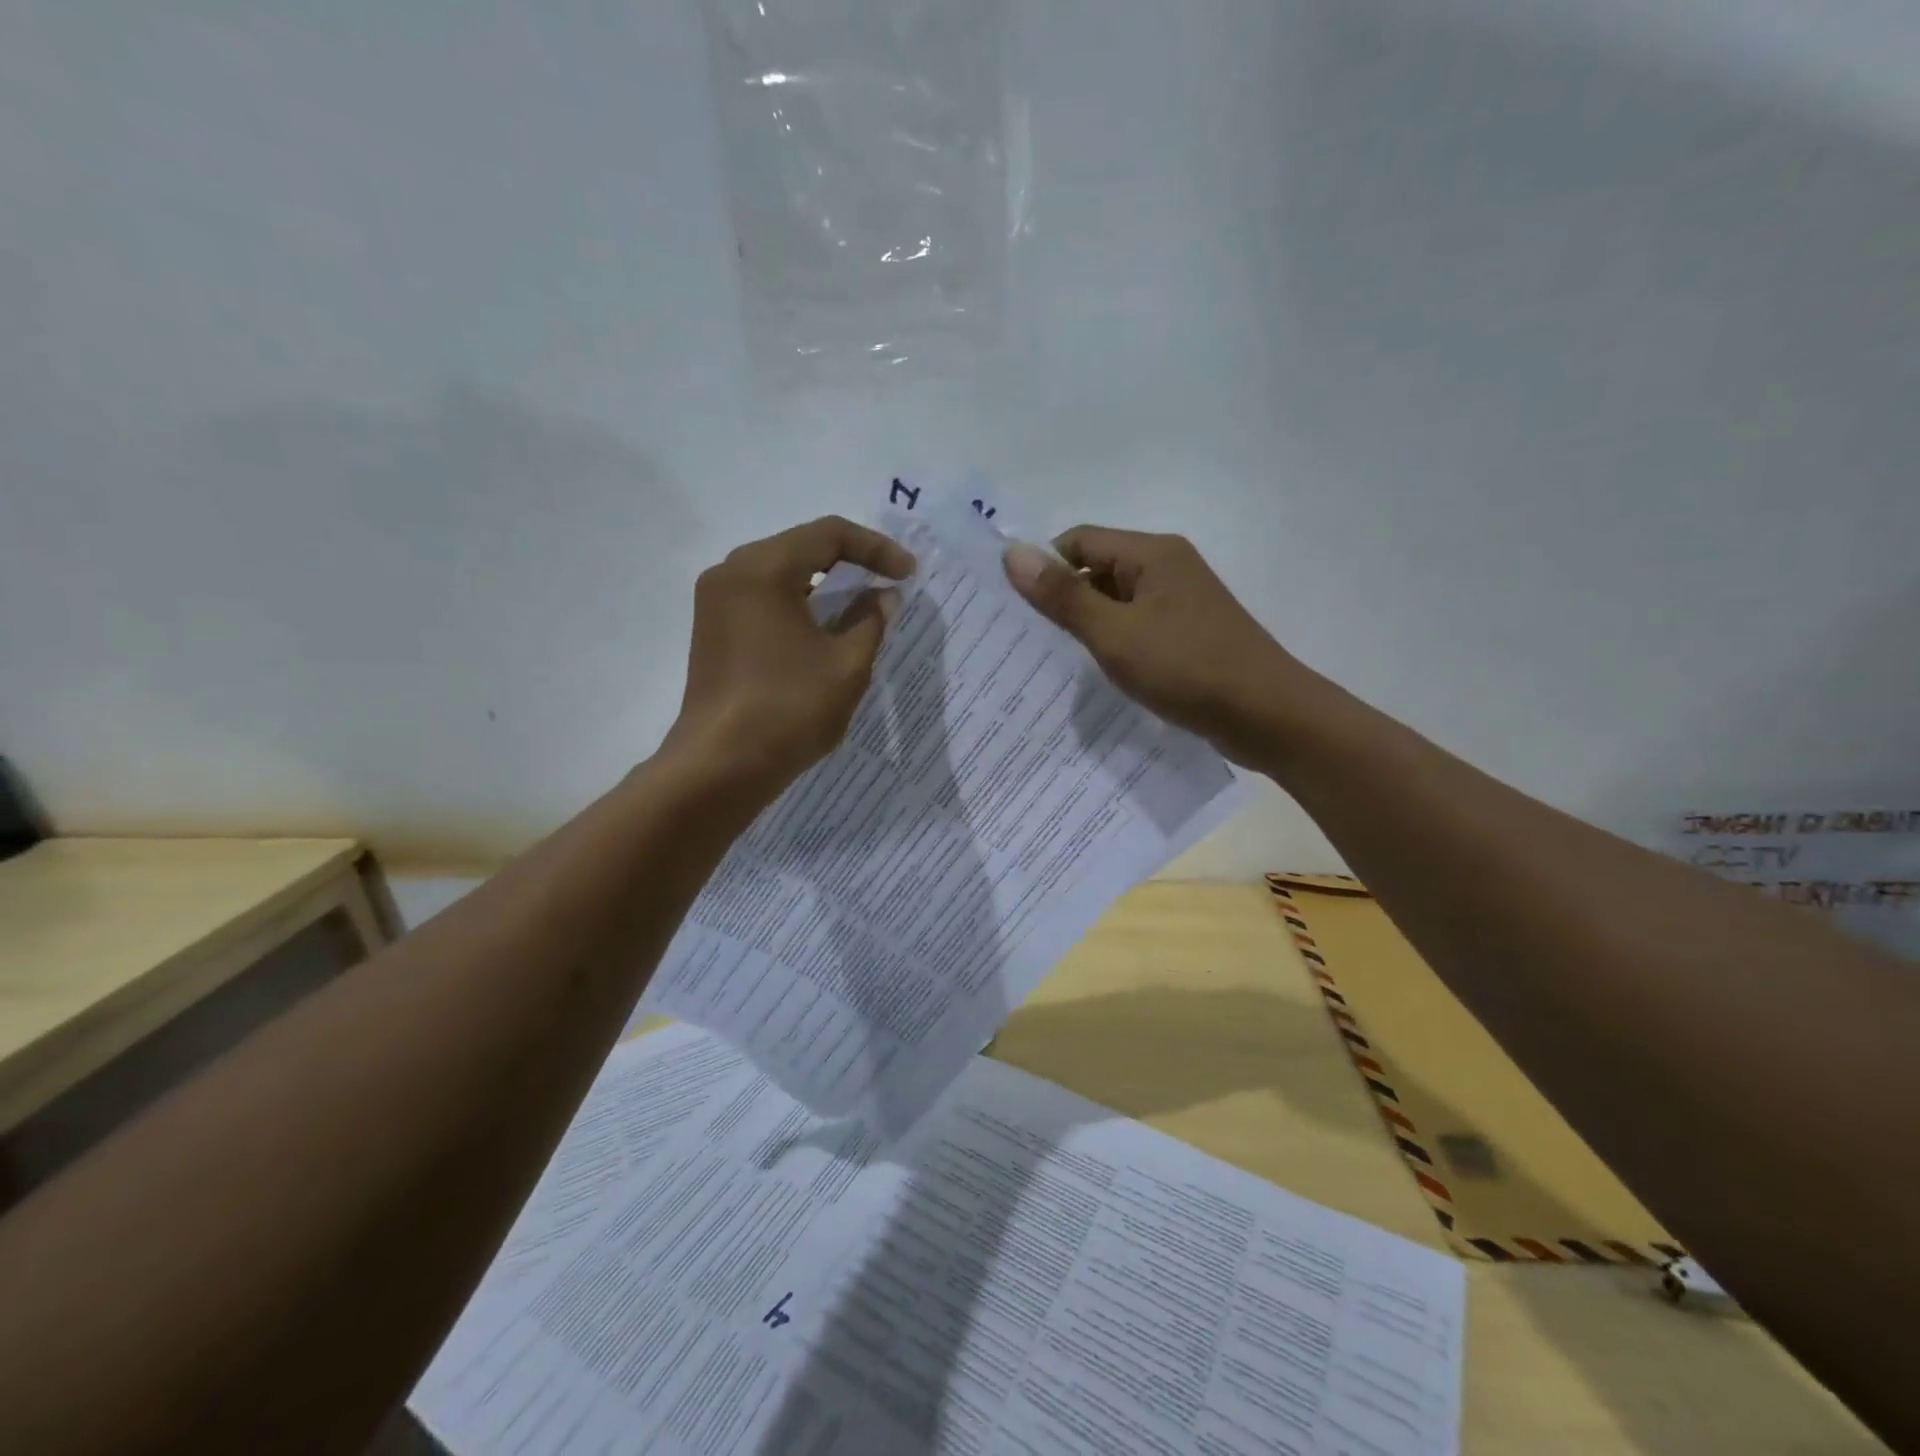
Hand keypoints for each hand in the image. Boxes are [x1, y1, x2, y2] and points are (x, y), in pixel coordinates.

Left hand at [664, 516, 913, 796]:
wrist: (720, 766)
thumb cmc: (789, 709)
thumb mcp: (847, 665)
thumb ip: (872, 620)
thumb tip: (883, 595)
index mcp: (764, 568)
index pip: (829, 534)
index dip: (876, 549)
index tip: (908, 575)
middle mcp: (732, 571)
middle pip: (801, 546)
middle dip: (851, 562)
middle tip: (889, 584)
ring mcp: (715, 601)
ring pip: (781, 573)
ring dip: (825, 585)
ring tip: (863, 606)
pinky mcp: (712, 629)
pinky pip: (763, 598)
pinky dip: (799, 603)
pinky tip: (824, 628)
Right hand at [1003, 527, 1314, 764]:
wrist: (1267, 715)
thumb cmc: (1187, 668)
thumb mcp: (1114, 633)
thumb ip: (1063, 596)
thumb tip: (1011, 553)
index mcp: (1152, 554)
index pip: (1079, 541)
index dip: (1045, 568)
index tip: (1017, 609)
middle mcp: (1168, 568)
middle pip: (1098, 569)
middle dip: (1063, 600)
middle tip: (1029, 640)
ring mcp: (1182, 603)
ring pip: (1117, 603)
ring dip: (1088, 626)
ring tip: (1057, 661)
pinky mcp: (1189, 635)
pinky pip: (1138, 628)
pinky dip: (1115, 644)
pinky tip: (1100, 674)